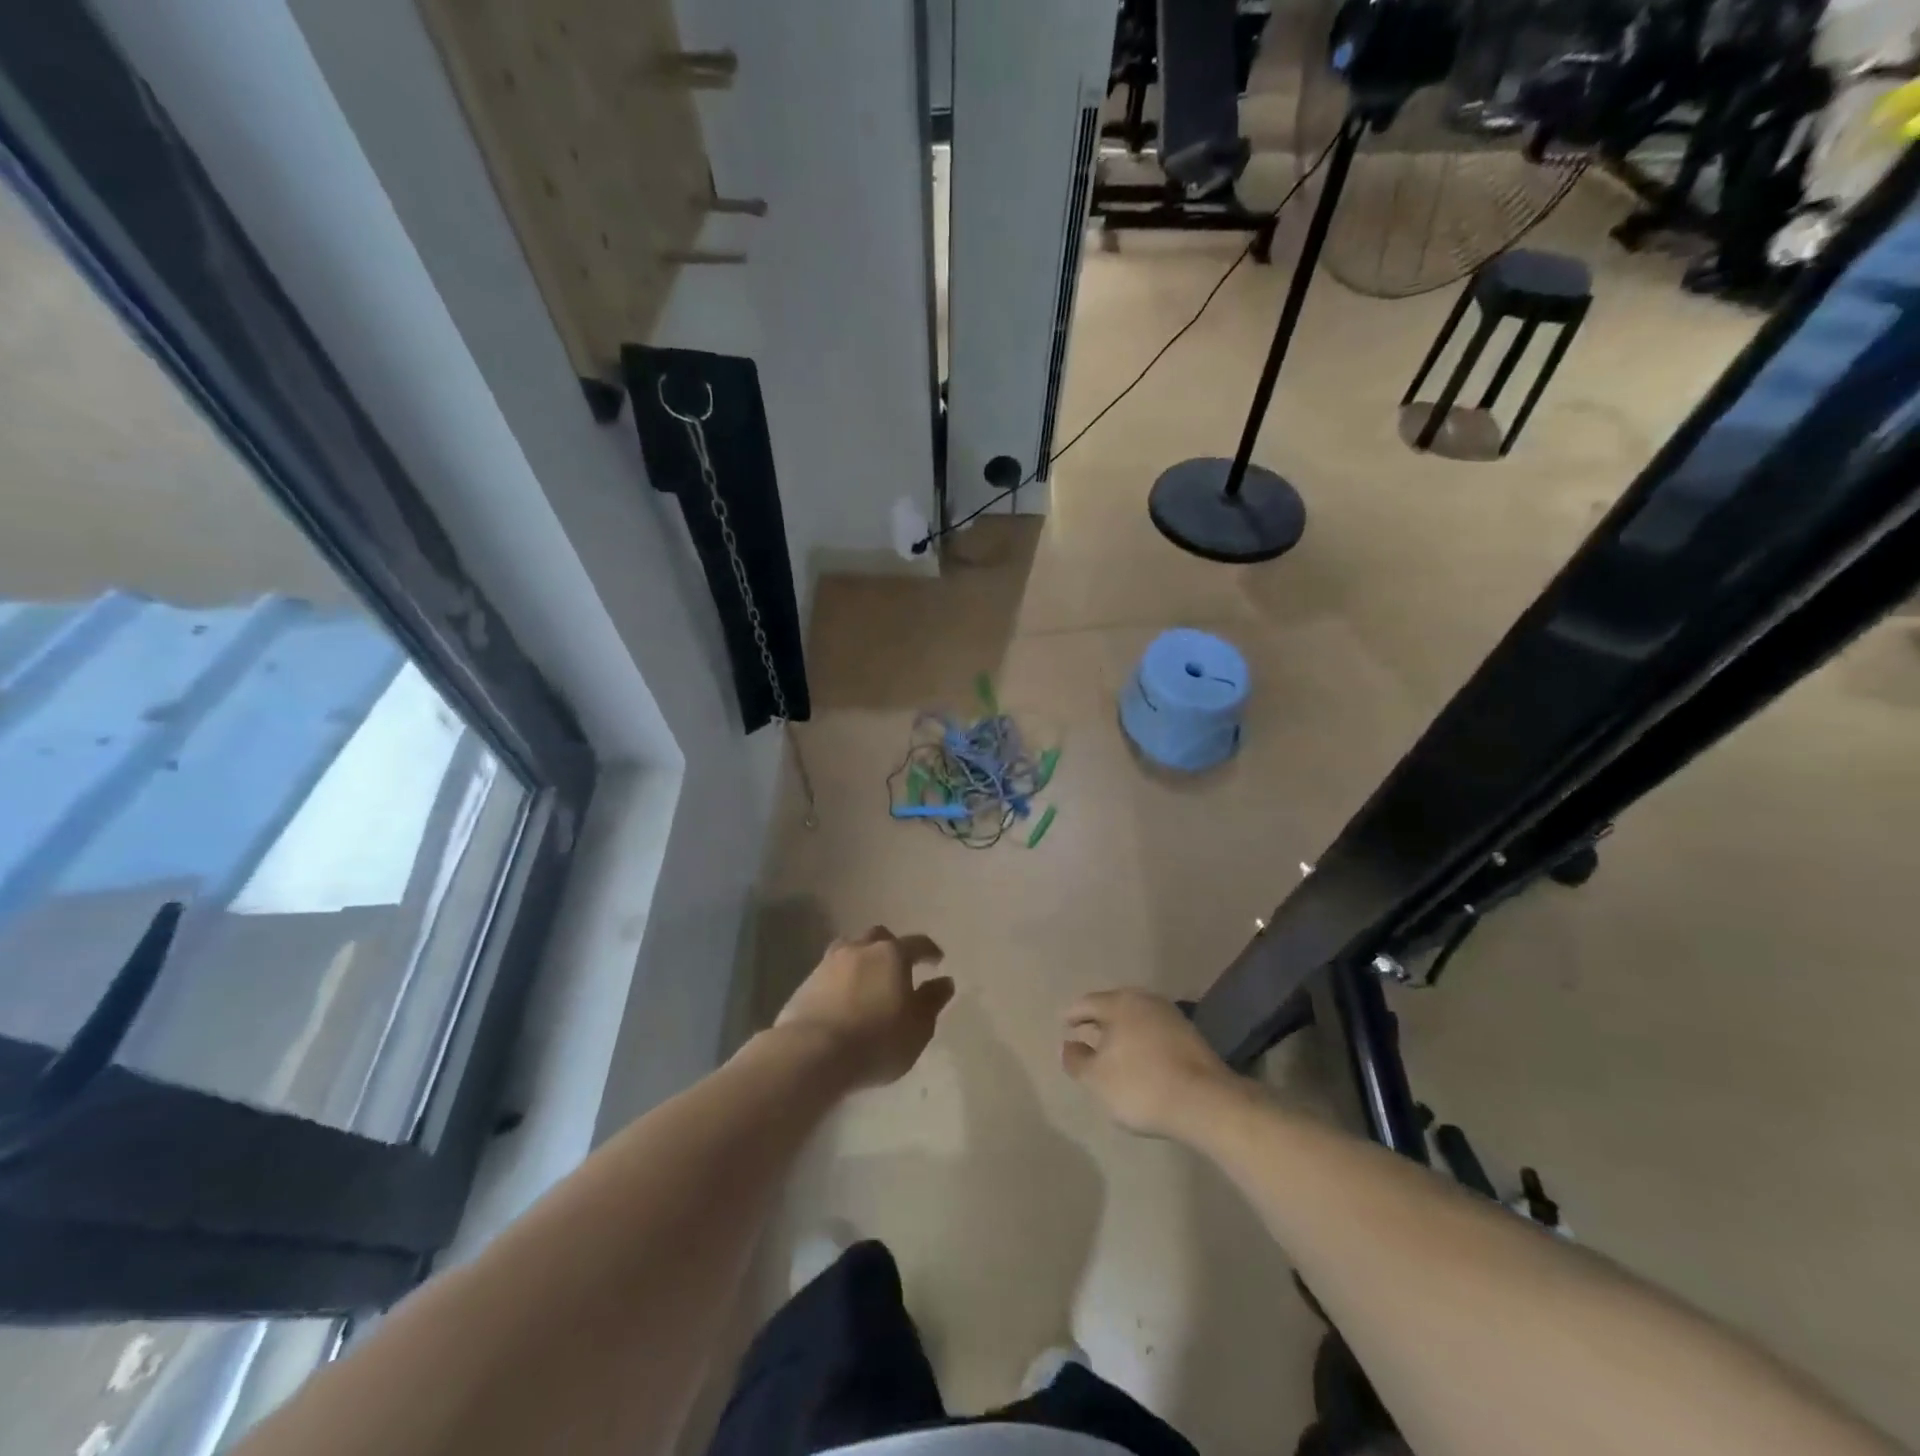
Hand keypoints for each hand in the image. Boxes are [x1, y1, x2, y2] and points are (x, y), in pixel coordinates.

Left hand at [776, 927, 952, 1089]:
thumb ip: (932, 1001)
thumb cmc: (877, 1040)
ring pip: (850, 948)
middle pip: (879, 937)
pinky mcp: (806, 983)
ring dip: (862, 958)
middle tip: (898, 966)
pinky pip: (830, 972)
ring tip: (867, 977)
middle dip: (891, 947)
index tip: (936, 960)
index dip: (929, 951)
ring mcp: (829, 963)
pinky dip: (841, 978)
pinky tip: (843, 996)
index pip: (917, 943)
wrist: (813, 1053)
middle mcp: (860, 949)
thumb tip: (944, 981)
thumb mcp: (918, 1027)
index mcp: (891, 954)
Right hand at [1062, 989, 1243, 1138]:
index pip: (1087, 1003)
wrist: (1205, 1102)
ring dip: (1123, 1031)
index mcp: (1119, 1003)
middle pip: (1114, 1006)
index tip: (1064, 1024)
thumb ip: (1077, 1060)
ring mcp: (1171, 1016)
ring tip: (1112, 1049)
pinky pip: (1155, 1032)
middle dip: (1099, 1020)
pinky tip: (1141, 1059)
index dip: (1073, 1014)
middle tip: (1086, 1034)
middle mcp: (1145, 1000)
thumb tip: (1068, 1045)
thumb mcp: (1097, 1079)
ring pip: (1137, 1018)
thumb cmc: (1141, 1085)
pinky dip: (1142, 1041)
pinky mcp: (1190, 1036)